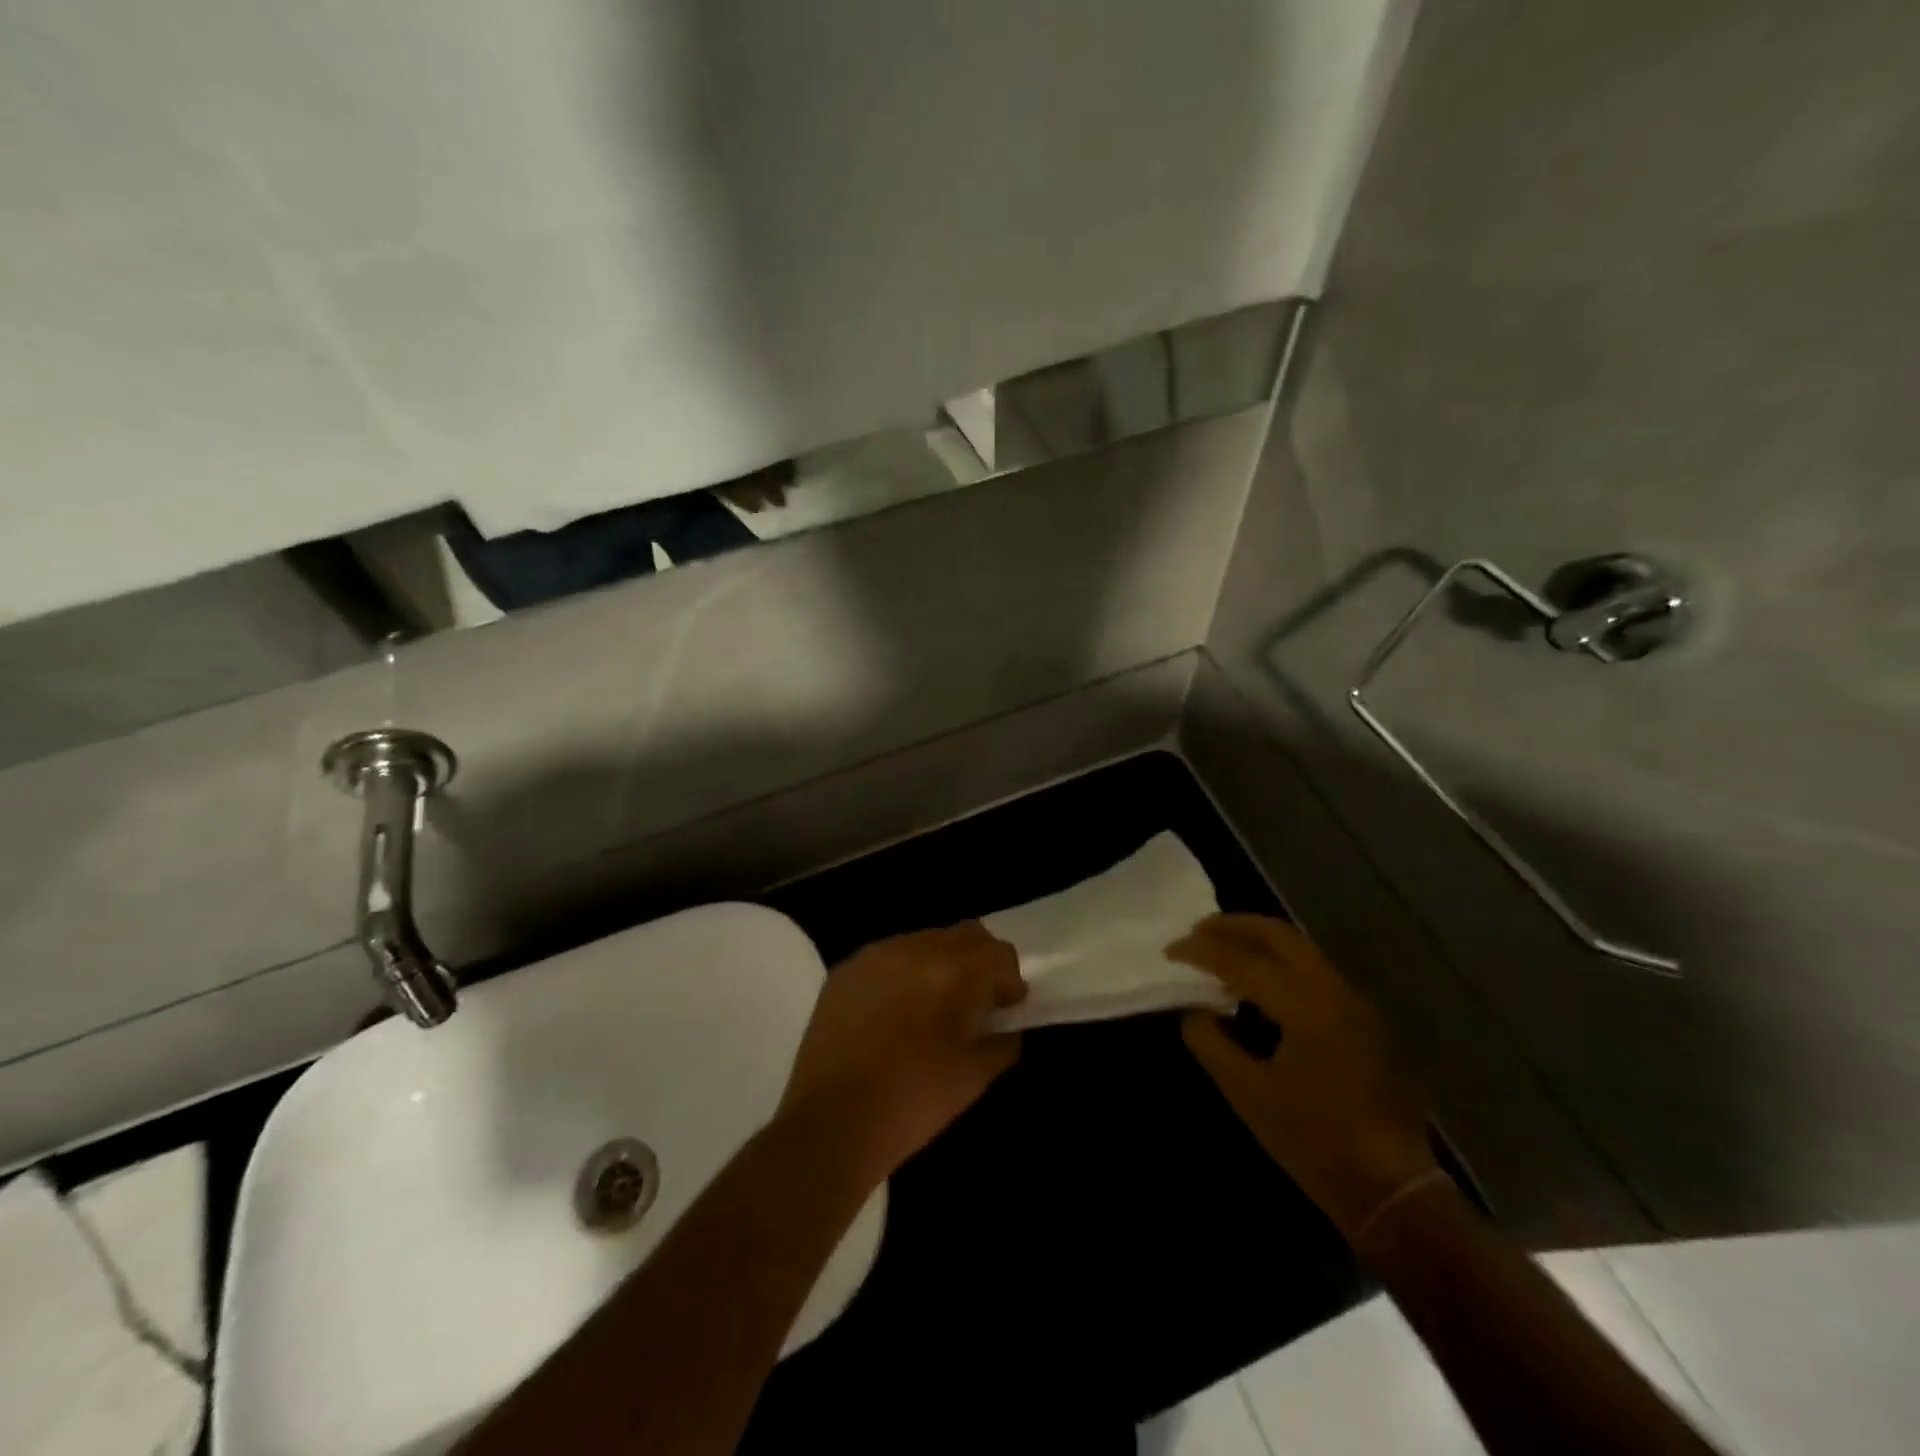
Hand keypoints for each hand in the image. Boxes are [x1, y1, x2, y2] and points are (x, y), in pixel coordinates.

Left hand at [779, 922, 1026, 1183]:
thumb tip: (1007, 1027)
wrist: (828, 1123)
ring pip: (925, 940)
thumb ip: (1001, 1043)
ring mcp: (874, 956)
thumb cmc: (910, 1103)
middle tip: (979, 1000)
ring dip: (942, 963)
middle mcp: (913, 950)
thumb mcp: (972, 1079)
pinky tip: (898, 1009)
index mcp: (950, 972)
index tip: (1007, 1008)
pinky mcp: (845, 971)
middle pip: (964, 935)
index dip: (1009, 979)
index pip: (997, 953)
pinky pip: (889, 955)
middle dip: (980, 961)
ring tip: (936, 1005)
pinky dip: (905, 972)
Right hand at [1170, 914, 1436, 1240]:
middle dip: (1234, 926)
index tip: (1168, 950)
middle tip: (1196, 931)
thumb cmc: (1316, 1142)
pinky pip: (1312, 971)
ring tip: (1220, 951)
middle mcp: (1334, 989)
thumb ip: (1211, 1042)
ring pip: (1299, 949)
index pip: (1240, 961)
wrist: (1393, 1190)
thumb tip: (1195, 1012)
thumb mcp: (1248, 1094)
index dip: (1199, 951)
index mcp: (1305, 1004)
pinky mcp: (1363, 1021)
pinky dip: (1278, 964)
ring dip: (1257, 942)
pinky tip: (1256, 985)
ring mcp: (1354, 1003)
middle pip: (1278, 935)